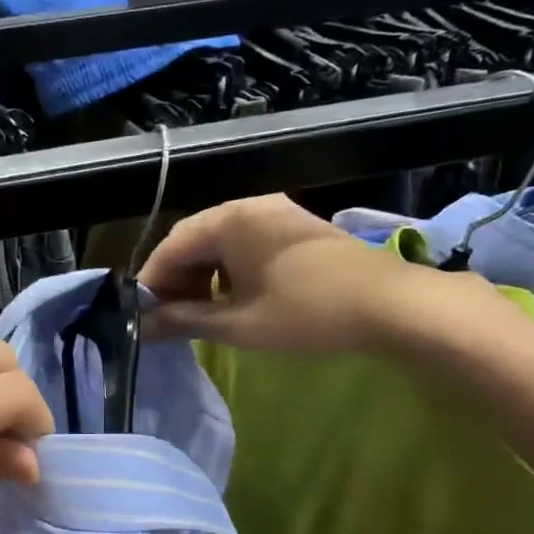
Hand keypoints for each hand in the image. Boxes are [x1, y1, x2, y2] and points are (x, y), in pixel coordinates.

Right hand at [140, 194, 505, 354]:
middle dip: (177, 281)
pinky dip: (229, 272)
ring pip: (221, 243)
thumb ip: (184, 320)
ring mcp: (276, 214)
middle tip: (170, 320)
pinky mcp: (295, 229)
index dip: (152, 283)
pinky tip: (234, 300)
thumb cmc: (306, 313)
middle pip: (195, 241)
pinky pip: (246, 244)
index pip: (172, 246)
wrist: (391, 304)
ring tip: (200, 315)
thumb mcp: (238, 324)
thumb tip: (142, 327)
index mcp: (230, 220)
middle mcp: (249, 206)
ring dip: (203, 278)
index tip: (143, 316)